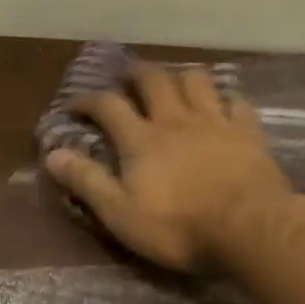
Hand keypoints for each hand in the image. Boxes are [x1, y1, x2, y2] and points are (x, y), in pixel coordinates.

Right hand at [44, 64, 294, 272]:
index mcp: (141, 139)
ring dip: (180, 77)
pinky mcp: (248, 133)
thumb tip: (52, 154)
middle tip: (128, 79)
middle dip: (136, 74)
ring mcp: (215, 122)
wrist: (252, 229)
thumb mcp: (120, 213)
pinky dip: (226, 99)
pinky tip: (223, 107)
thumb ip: (87, 181)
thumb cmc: (179, 227)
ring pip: (196, 81)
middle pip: (153, 80)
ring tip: (174, 85)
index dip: (87, 100)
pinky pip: (237, 102)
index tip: (75, 106)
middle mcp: (175, 120)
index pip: (107, 105)